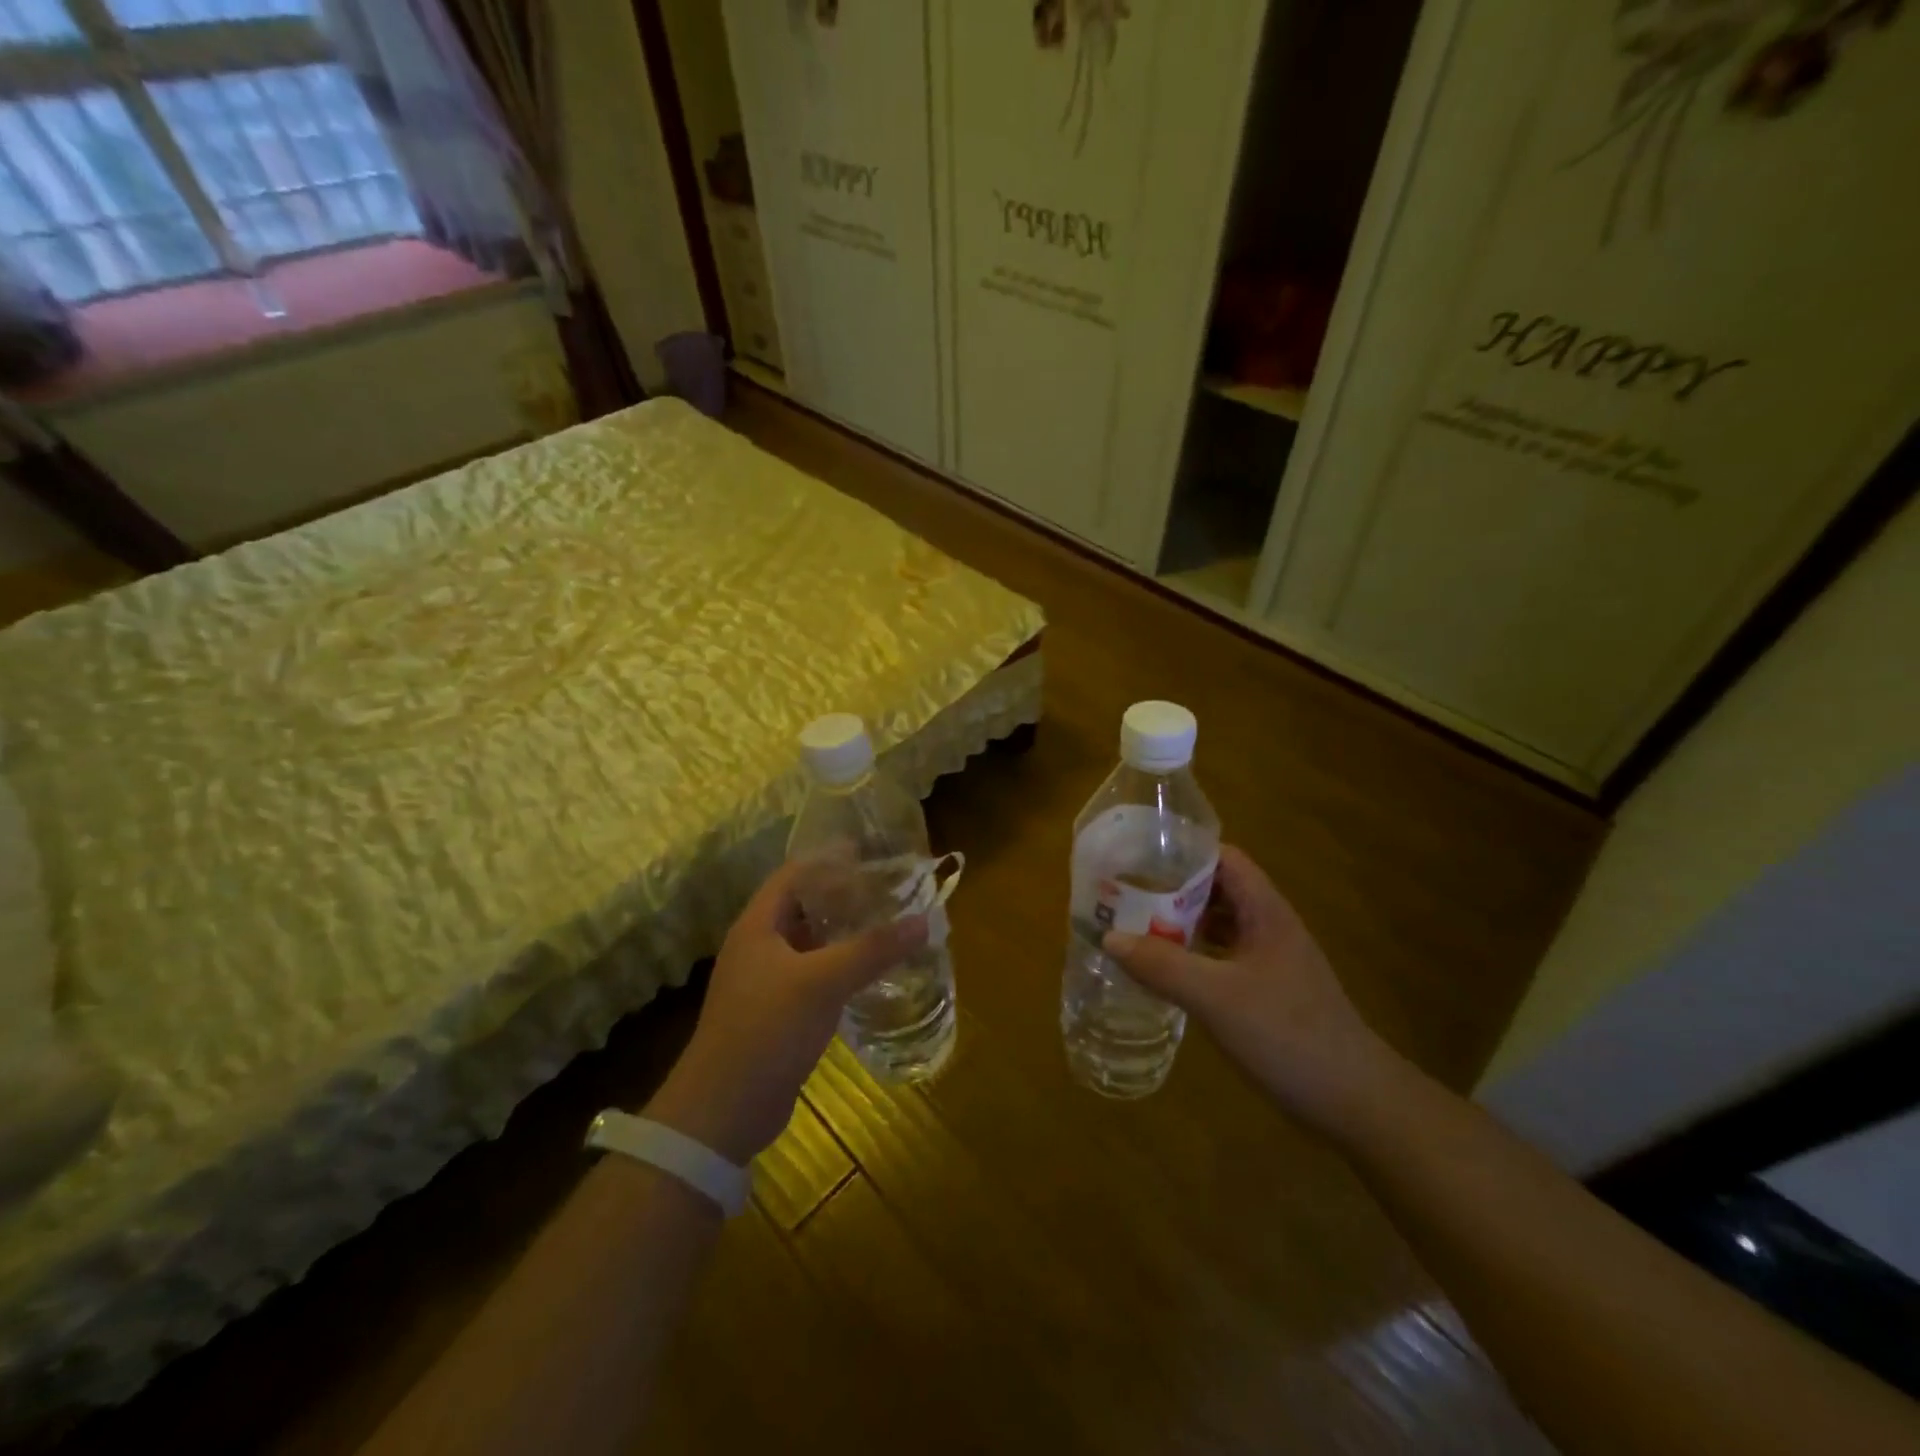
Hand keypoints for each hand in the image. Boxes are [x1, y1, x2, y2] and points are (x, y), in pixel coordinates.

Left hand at [644, 860, 928, 1164]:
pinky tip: (871, 972)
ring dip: (845, 932)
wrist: (724, 1110)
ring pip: (811, 943)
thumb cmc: (766, 1030)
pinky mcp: (778, 1013)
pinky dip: (841, 967)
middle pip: (805, 906)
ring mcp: (767, 981)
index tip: (871, 852)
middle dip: (844, 895)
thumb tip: (923, 920)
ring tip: (888, 924)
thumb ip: (872, 949)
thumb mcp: (822, 982)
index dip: (830, 859)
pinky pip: (814, 975)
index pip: (795, 874)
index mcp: (758, 925)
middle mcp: (759, 946)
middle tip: (889, 889)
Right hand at [1101, 845, 1401, 1138]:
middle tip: (1125, 893)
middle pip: (1217, 890)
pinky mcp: (1268, 991)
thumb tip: (1109, 936)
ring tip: (1134, 926)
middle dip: (1172, 888)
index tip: (1138, 856)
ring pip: (1219, 926)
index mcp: (1266, 912)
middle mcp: (1269, 927)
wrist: (1355, 1101)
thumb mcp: (1216, 998)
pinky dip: (1193, 956)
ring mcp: (1271, 960)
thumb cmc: (1287, 1035)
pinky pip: (1222, 958)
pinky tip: (1166, 972)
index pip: (1223, 859)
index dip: (1183, 852)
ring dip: (1181, 923)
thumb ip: (1162, 965)